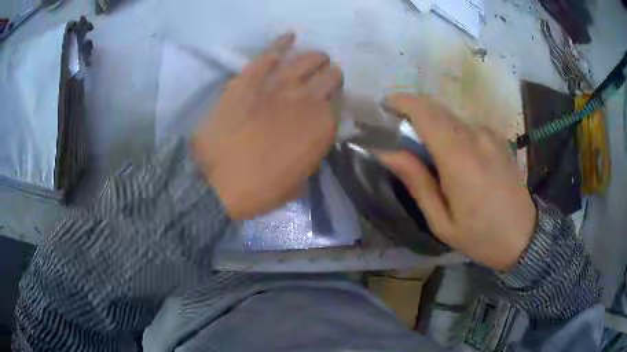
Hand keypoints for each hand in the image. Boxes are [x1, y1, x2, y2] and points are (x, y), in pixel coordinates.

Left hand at [192, 33, 342, 219]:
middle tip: (325, 78)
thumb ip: (310, 157)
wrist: (215, 181)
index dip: (335, 102)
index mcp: (322, 127)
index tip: (329, 105)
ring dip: (316, 57)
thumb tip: (309, 142)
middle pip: (330, 75)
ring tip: (316, 58)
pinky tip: (289, 37)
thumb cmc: (259, 189)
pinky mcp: (250, 78)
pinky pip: (270, 53)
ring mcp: (278, 84)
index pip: (339, 103)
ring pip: (307, 59)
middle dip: (331, 75)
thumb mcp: (298, 183)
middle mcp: (308, 99)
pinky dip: (281, 43)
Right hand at [378, 93, 535, 270]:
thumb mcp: (442, 221)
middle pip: (437, 109)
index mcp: (458, 158)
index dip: (402, 102)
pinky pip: (467, 126)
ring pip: (452, 117)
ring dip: (434, 125)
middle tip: (401, 134)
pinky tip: (457, 158)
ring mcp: (490, 135)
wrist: (524, 236)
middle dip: (414, 113)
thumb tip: (388, 153)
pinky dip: (453, 133)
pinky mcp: (498, 138)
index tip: (385, 106)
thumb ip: (417, 182)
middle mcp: (475, 136)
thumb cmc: (481, 236)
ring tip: (430, 154)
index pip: (425, 112)